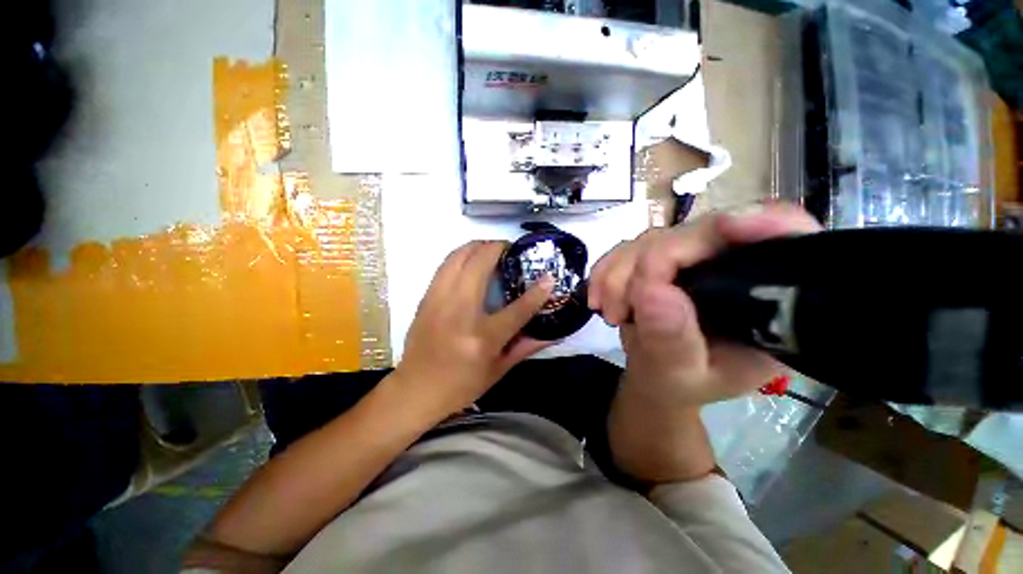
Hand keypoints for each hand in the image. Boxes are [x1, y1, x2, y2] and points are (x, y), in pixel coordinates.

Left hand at [395, 240, 554, 418]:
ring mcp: (439, 302)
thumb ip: (526, 347)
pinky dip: (460, 256)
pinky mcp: (426, 299)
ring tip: (490, 249)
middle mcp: (460, 313)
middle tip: (510, 250)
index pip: (518, 309)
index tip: (549, 276)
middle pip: (480, 264)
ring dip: (477, 246)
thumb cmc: (461, 385)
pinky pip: (445, 266)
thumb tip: (553, 334)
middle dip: (498, 247)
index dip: (538, 291)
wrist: (415, 390)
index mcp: (483, 338)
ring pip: (458, 257)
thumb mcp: (498, 370)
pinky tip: (469, 261)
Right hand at [589, 204, 821, 405]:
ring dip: (620, 274)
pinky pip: (628, 248)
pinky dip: (607, 271)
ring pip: (655, 238)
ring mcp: (693, 258)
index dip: (765, 223)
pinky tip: (599, 297)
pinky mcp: (660, 256)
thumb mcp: (679, 377)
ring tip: (610, 313)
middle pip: (701, 233)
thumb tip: (652, 291)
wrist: (654, 375)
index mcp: (767, 301)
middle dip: (649, 265)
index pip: (786, 242)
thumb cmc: (680, 384)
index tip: (727, 227)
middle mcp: (734, 268)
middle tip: (620, 308)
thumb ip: (672, 343)